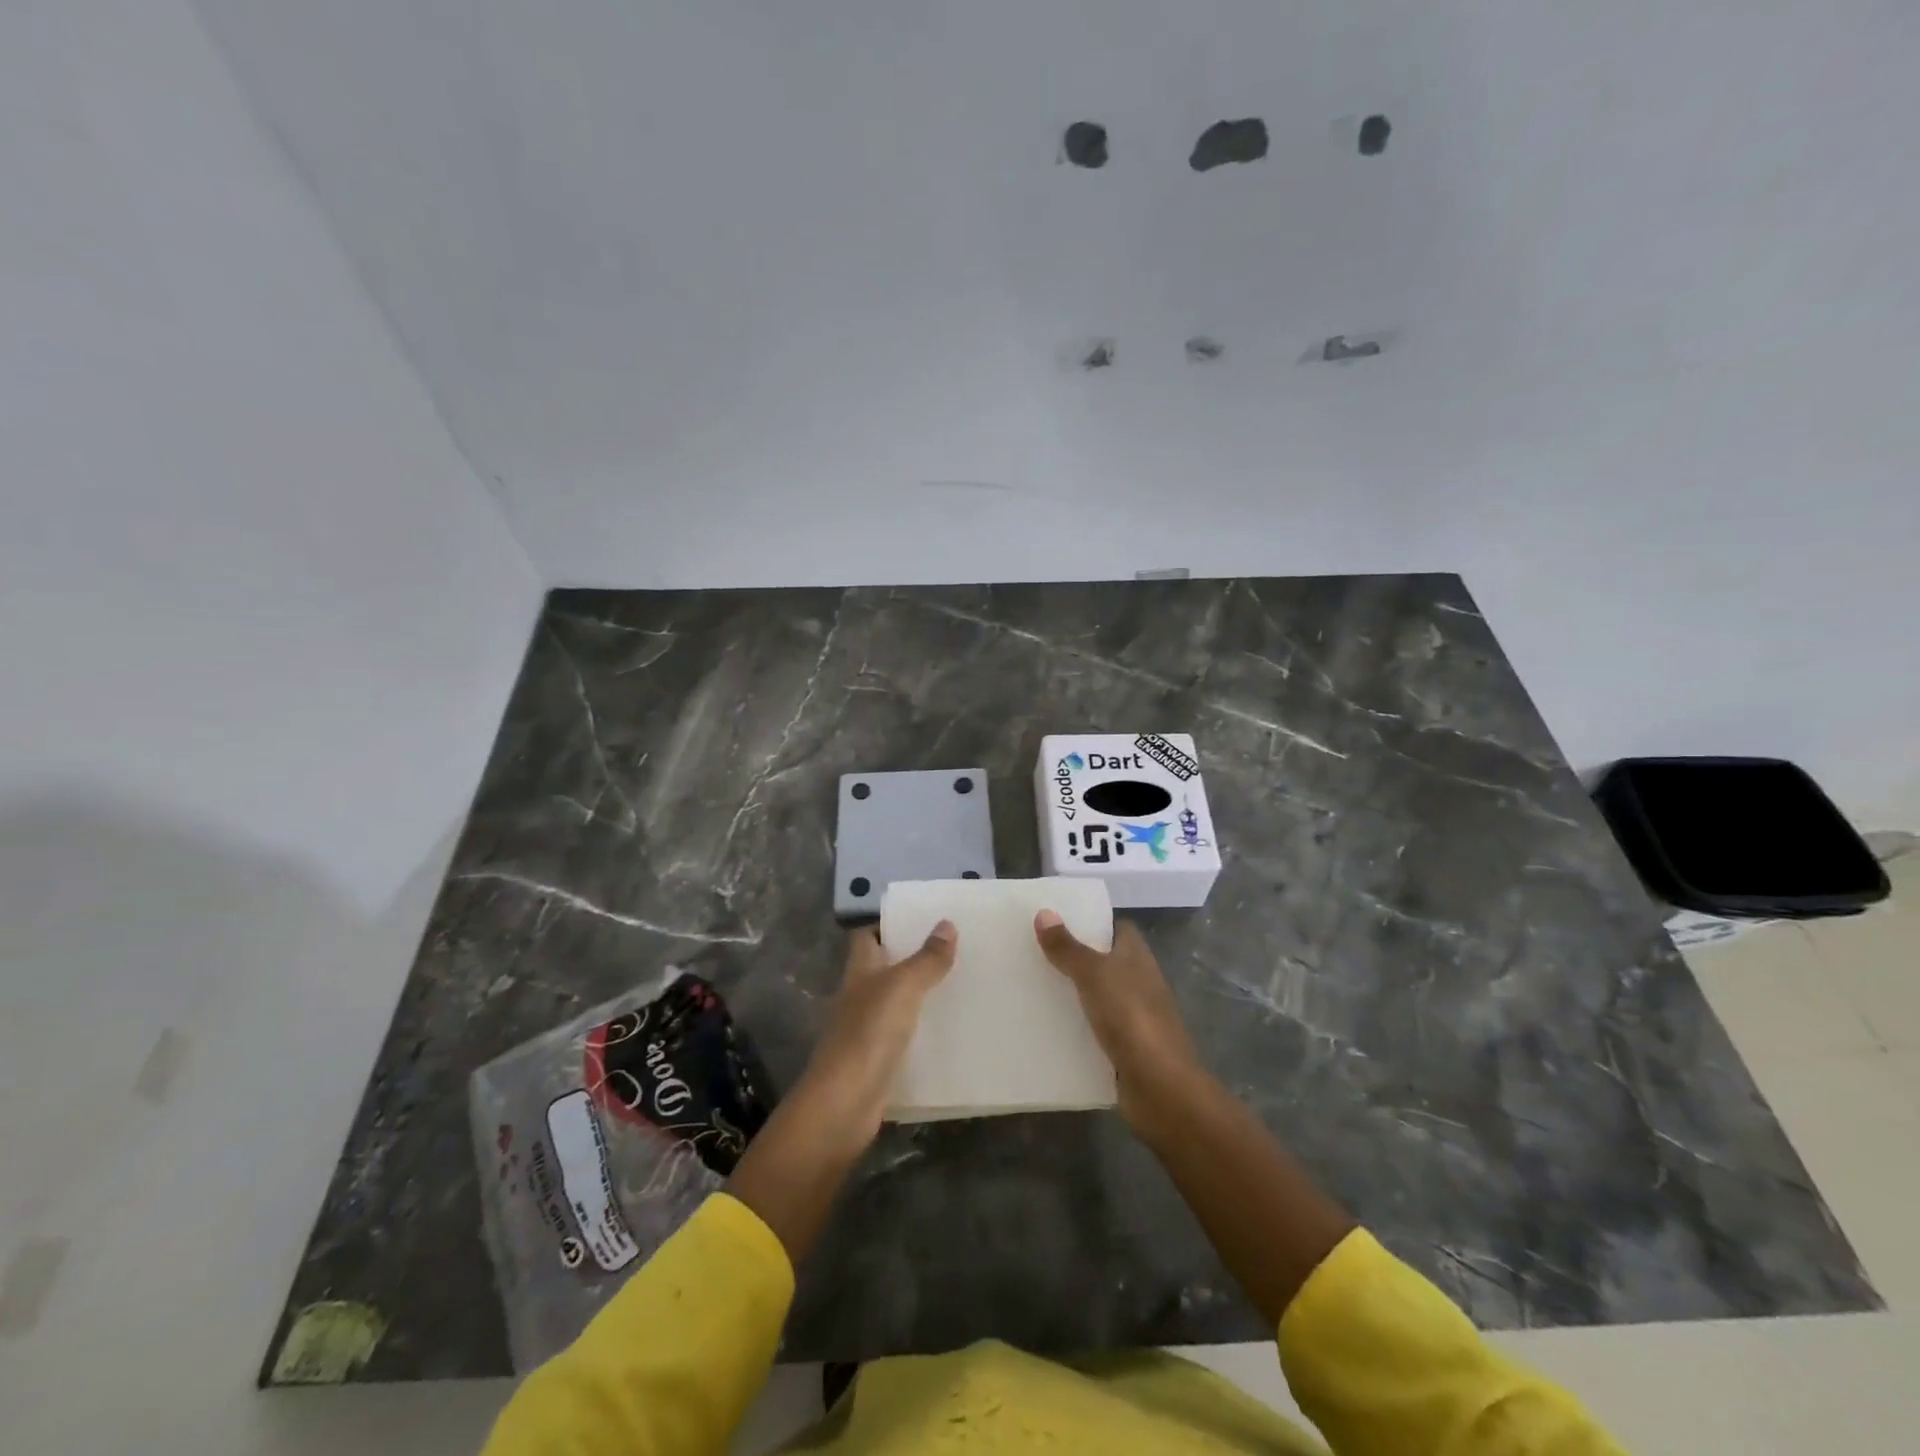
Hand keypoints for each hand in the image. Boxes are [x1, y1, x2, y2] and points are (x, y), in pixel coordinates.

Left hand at [794, 921, 956, 1148]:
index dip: (888, 924)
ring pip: (896, 1002)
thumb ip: (926, 959)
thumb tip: (947, 924)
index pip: (867, 936)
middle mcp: (859, 996)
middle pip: (883, 968)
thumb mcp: (902, 988)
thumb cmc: (868, 1034)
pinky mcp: (877, 1061)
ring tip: (961, 983)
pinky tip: (950, 1030)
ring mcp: (866, 1030)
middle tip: (954, 949)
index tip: (922, 918)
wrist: (844, 1105)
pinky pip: (903, 1036)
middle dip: (912, 958)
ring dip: (921, 994)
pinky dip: (922, 1031)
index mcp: (859, 971)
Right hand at [1034, 911, 1204, 1131]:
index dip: (1093, 924)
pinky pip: (1097, 1028)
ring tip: (1034, 986)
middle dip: (1076, 958)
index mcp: (1138, 956)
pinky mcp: (1127, 1047)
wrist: (1159, 1084)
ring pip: (1100, 996)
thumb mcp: (1093, 974)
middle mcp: (1140, 981)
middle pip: (1106, 962)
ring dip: (1075, 994)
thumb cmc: (1130, 1016)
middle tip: (1036, 953)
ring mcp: (1135, 1016)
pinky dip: (1078, 1027)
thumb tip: (1044, 912)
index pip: (1118, 929)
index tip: (1059, 922)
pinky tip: (1049, 1026)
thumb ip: (1067, 947)